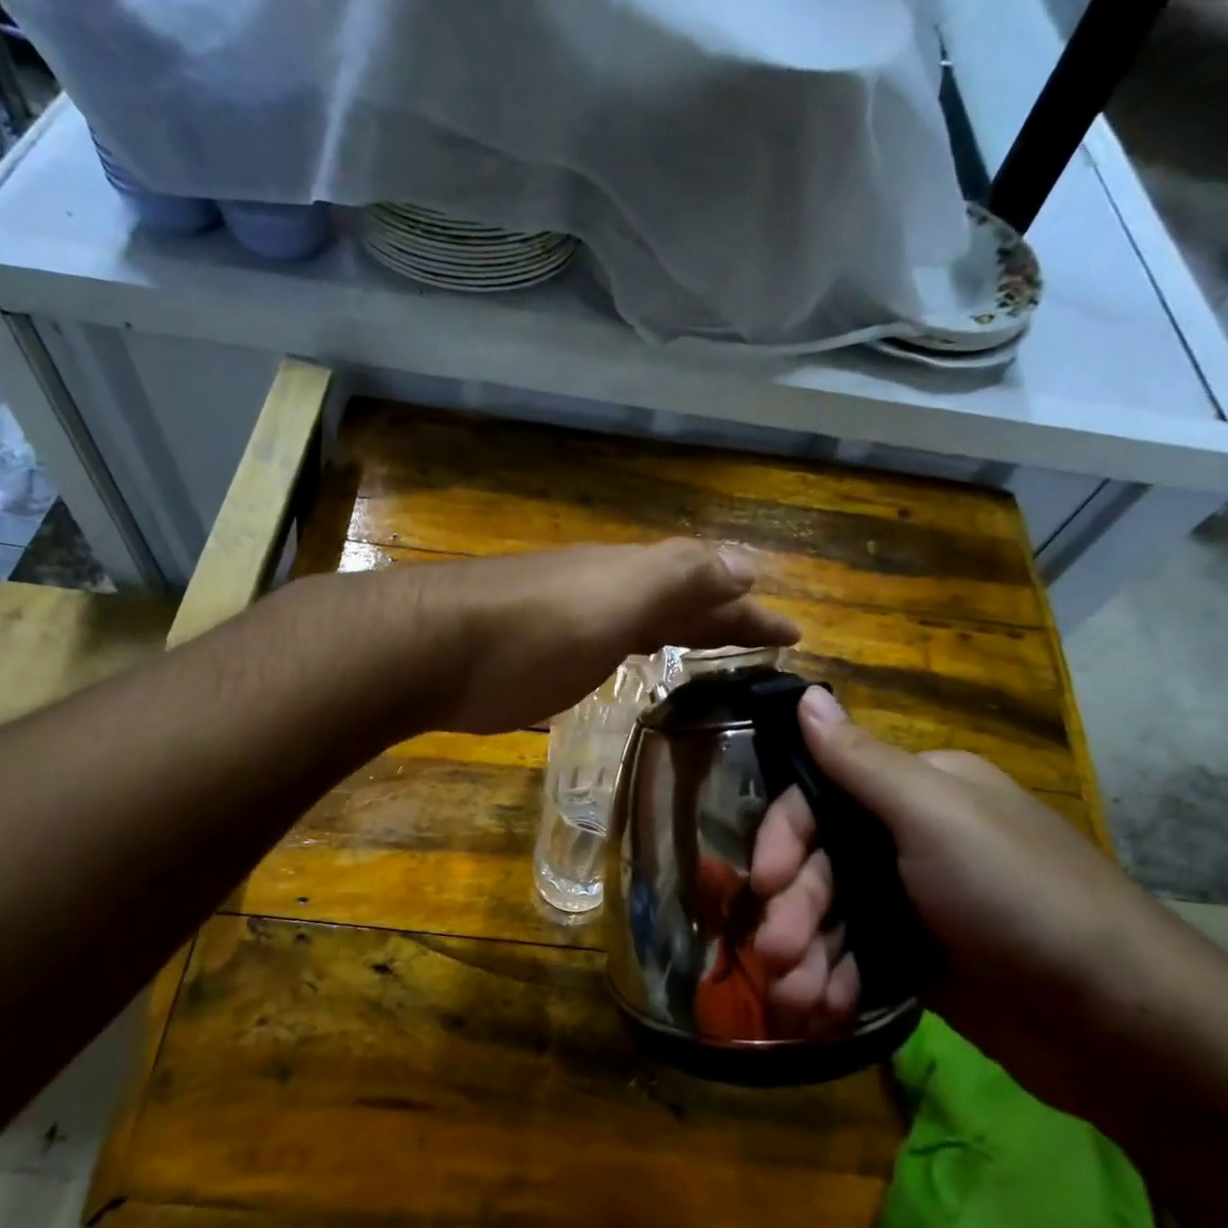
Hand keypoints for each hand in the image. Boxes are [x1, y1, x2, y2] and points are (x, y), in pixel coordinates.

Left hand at [403, 540, 799, 735]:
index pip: (710, 587)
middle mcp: (606, 593)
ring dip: (685, 630)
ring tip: (718, 650)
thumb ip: (678, 578)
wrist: (431, 649)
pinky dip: (639, 649)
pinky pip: (611, 645)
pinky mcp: (543, 656)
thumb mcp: (614, 599)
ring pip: (645, 620)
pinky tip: (639, 663)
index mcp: (631, 578)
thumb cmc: (532, 631)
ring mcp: (572, 623)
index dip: (752, 612)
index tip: (795, 636)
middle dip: (726, 618)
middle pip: (680, 600)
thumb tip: (748, 564)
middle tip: (769, 644)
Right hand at [751, 687, 1190, 1110]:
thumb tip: (807, 694)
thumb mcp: (935, 817)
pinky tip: (825, 1013)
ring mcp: (914, 904)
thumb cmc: (1017, 898)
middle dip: (795, 913)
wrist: (1122, 1023)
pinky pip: (854, 961)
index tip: (766, 883)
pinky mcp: (919, 961)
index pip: (818, 799)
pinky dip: (834, 984)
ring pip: (831, 919)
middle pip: (819, 866)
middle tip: (778, 958)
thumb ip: (860, 761)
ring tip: (798, 1001)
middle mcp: (908, 839)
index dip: (784, 840)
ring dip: (806, 958)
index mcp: (914, 792)